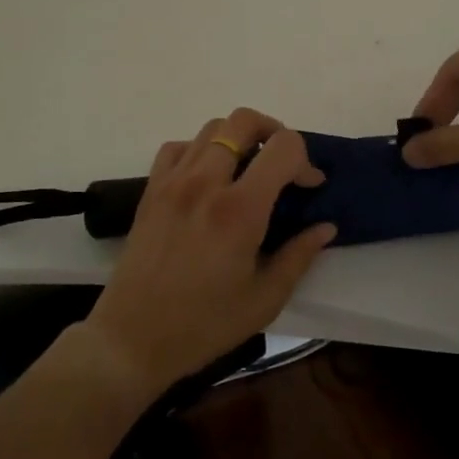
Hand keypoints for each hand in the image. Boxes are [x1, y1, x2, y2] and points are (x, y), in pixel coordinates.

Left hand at [84, 107, 335, 396]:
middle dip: (273, 132)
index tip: (309, 186)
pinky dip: (200, 149)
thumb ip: (299, 256)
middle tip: (282, 164)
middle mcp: (206, 182)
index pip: (283, 148)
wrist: (133, 338)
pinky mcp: (151, 189)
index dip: (305, 160)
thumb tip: (325, 226)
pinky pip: (178, 147)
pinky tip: (208, 177)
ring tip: (247, 170)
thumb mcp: (265, 299)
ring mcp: (174, 181)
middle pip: (244, 120)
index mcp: (240, 210)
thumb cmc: (205, 325)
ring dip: (238, 138)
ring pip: (212, 128)